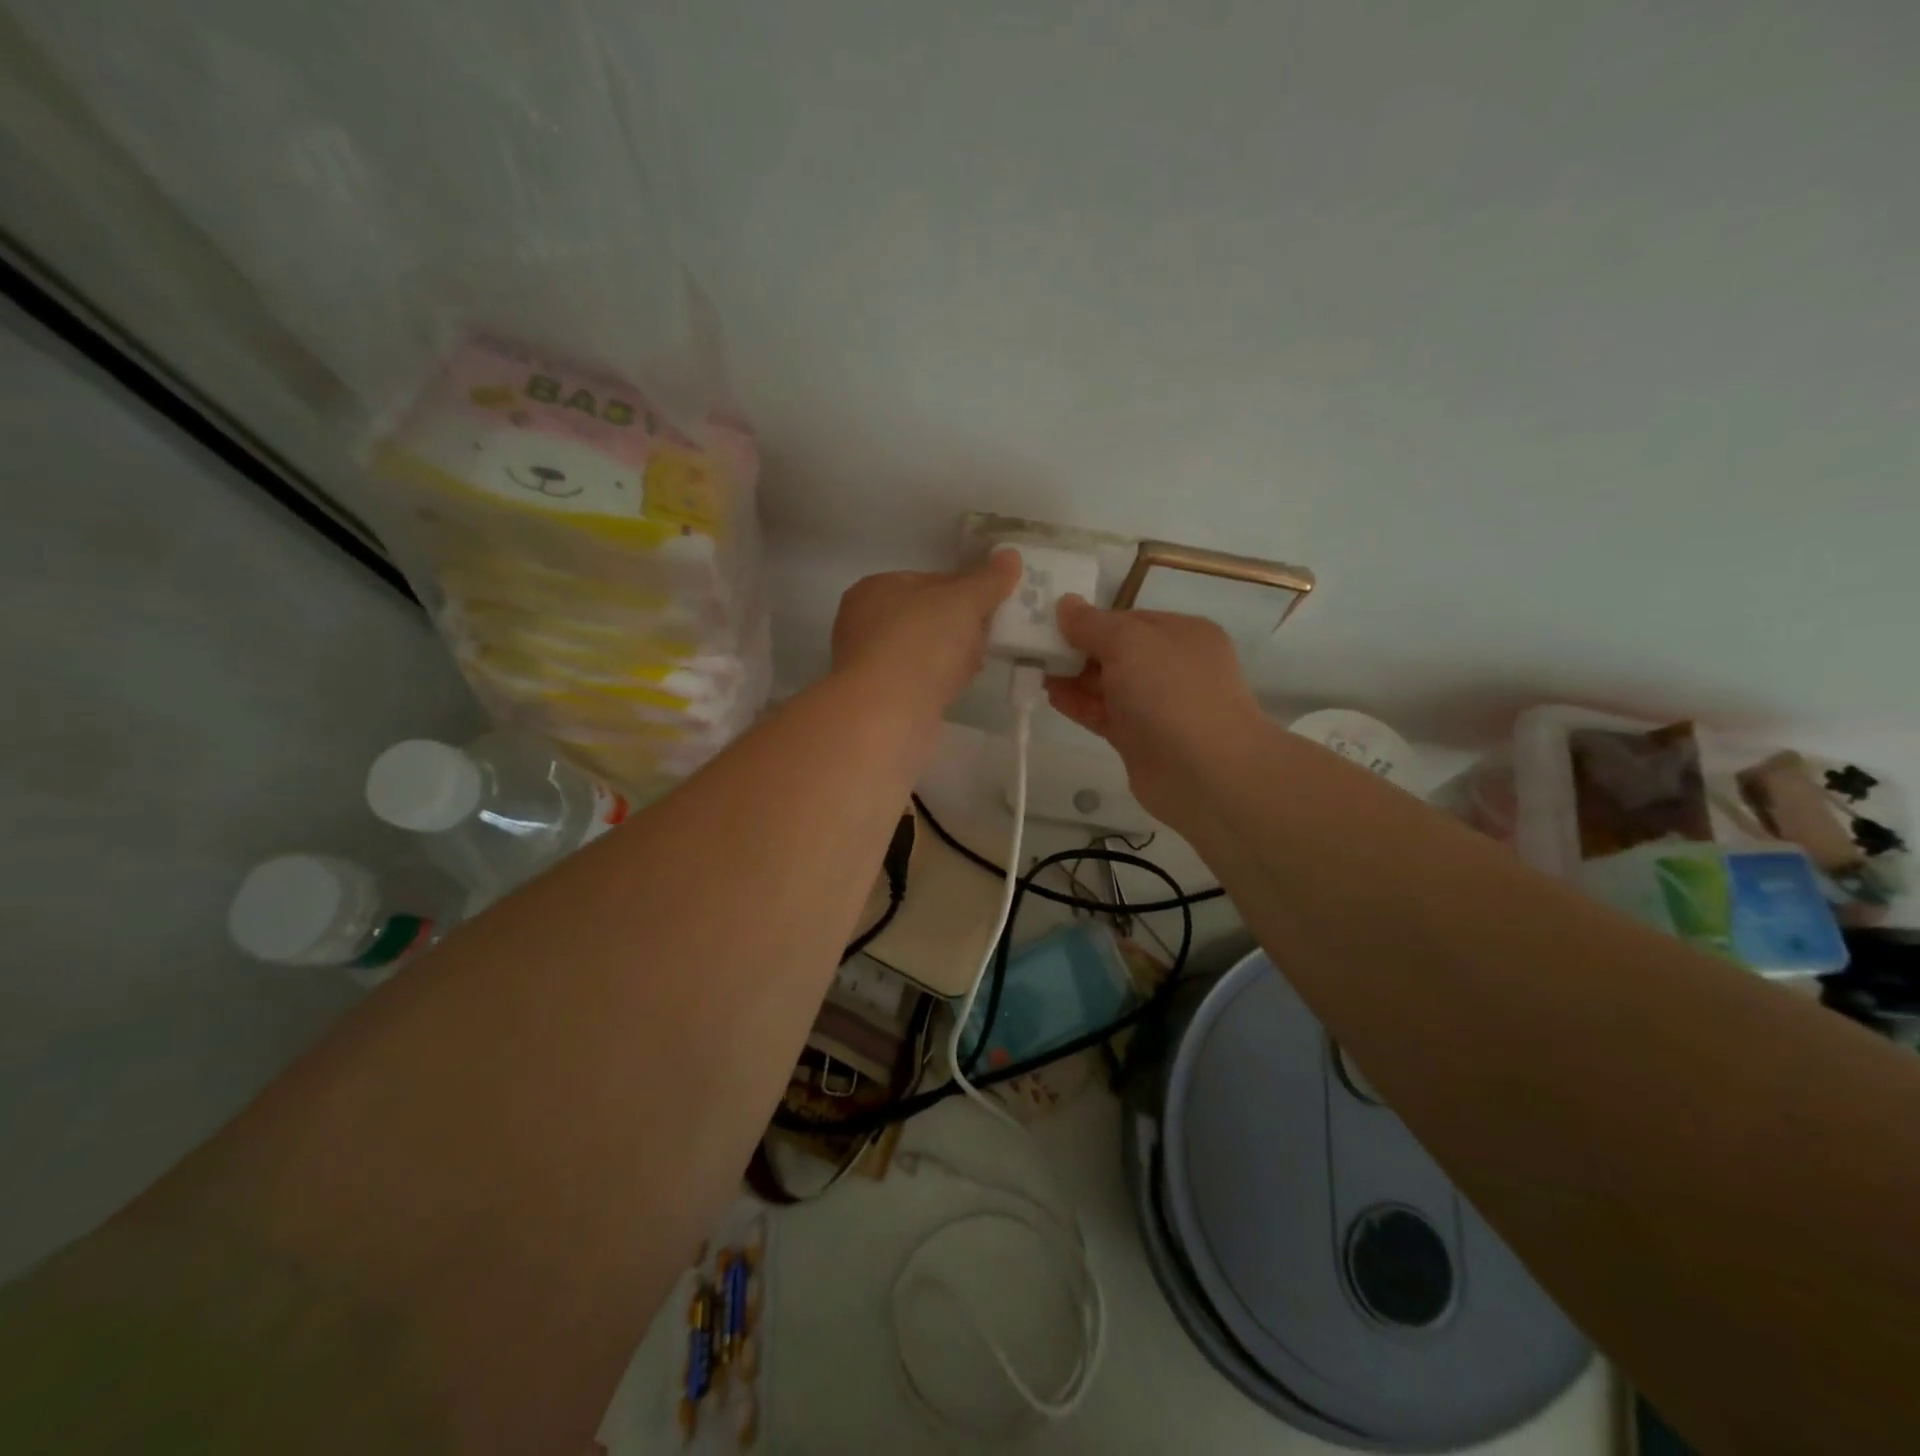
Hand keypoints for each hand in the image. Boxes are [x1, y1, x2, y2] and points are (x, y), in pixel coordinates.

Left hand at [831, 551, 1021, 718]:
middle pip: (926, 617)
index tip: (993, 605)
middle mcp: (864, 623)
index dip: (965, 590)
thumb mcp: (963, 602)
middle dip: (960, 626)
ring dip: (952, 656)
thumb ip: (988, 580)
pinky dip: (940, 681)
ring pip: (924, 651)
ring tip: (979, 663)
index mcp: (875, 588)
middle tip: (990, 635)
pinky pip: (919, 681)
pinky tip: (959, 687)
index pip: (929, 580)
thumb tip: (1011, 555)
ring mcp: (870, 663)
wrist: (888, 714)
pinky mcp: (880, 698)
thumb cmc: (921, 643)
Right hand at [1047, 598, 1266, 821]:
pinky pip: (1103, 714)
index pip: (1128, 619)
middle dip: (1076, 649)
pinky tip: (1050, 695)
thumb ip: (1092, 624)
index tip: (1050, 623)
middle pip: (1116, 651)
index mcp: (1182, 634)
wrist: (1205, 773)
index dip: (1090, 620)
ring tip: (1033, 670)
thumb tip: (1065, 603)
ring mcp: (1157, 705)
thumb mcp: (1130, 642)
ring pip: (1107, 684)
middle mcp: (1172, 666)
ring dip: (1072, 677)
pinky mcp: (1139, 739)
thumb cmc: (1171, 692)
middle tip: (1033, 648)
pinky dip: (1078, 704)